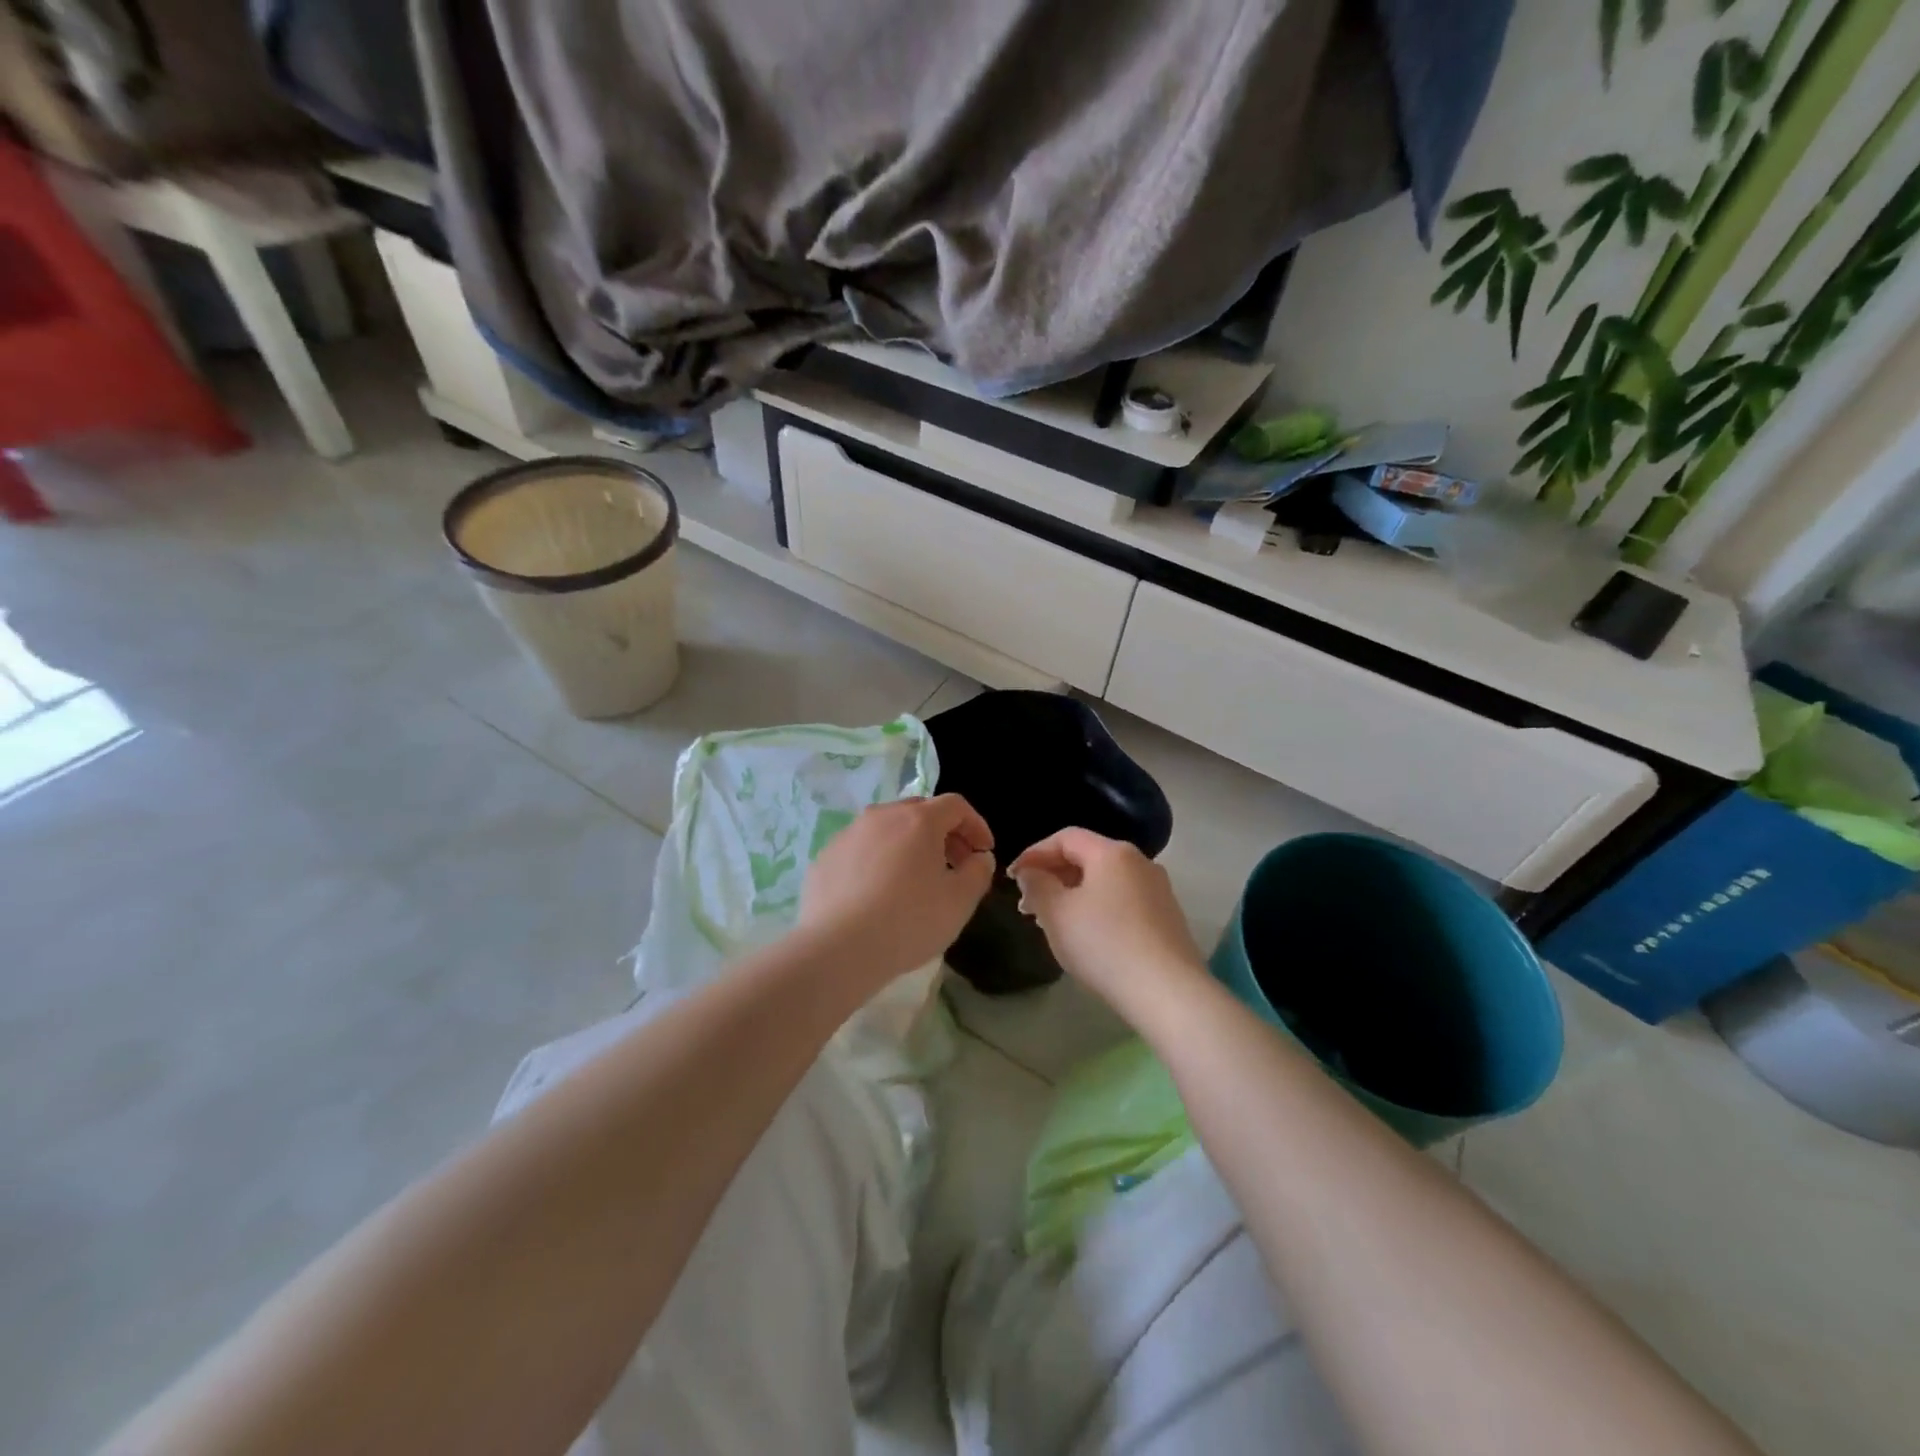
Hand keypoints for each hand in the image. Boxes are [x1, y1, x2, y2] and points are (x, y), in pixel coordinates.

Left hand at [798, 795, 994, 984]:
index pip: (956, 806)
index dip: (976, 825)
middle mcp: (882, 816)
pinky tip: (878, 893)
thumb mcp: (959, 902)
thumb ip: (978, 873)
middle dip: (943, 834)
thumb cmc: (909, 921)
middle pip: (920, 812)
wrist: (837, 948)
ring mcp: (849, 834)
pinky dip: (878, 861)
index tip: (984, 852)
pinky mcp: (825, 857)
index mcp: (919, 820)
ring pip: (887, 829)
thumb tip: (979, 858)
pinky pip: (861, 850)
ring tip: (915, 879)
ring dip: (909, 845)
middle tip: (954, 864)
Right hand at [1008, 829, 1205, 1017]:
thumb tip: (1030, 872)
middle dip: (1053, 876)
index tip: (1013, 877)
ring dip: (1073, 894)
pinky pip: (1122, 901)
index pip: (1065, 837)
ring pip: (1105, 881)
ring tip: (1052, 921)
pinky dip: (1097, 908)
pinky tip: (1086, 935)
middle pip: (1087, 857)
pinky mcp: (1167, 917)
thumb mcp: (1056, 913)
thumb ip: (1036, 885)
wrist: (1168, 992)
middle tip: (1027, 903)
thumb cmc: (1104, 944)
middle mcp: (1140, 862)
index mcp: (1113, 852)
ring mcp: (1158, 890)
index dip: (1034, 853)